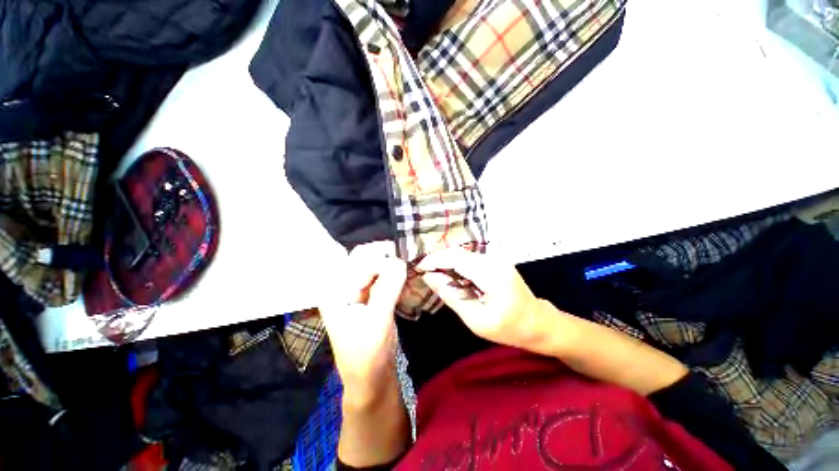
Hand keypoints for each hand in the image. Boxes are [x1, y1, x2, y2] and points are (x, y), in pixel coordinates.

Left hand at [320, 242, 406, 406]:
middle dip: (387, 258)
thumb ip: (387, 288)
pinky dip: (394, 277)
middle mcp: (342, 285)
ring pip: (376, 266)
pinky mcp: (368, 296)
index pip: (358, 260)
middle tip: (407, 265)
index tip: (403, 263)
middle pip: (366, 258)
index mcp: (335, 290)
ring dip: (392, 268)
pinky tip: (404, 284)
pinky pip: (382, 277)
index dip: (382, 257)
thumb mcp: (378, 320)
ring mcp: (355, 290)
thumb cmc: (368, 355)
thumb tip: (399, 261)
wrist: (370, 379)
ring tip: (407, 277)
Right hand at [418, 248, 554, 350]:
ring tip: (434, 276)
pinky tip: (450, 277)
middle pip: (457, 252)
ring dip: (446, 263)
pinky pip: (469, 258)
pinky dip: (456, 265)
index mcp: (491, 274)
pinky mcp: (494, 260)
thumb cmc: (508, 327)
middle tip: (423, 274)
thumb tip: (428, 277)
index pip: (455, 257)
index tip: (418, 268)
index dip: (434, 260)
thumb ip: (450, 295)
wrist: (537, 322)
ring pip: (461, 254)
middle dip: (437, 260)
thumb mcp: (475, 319)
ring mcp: (495, 258)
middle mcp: (493, 259)